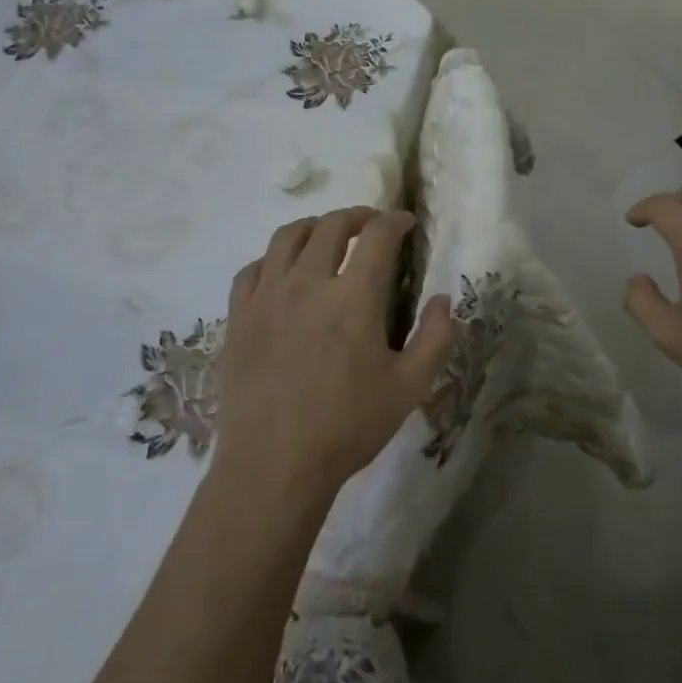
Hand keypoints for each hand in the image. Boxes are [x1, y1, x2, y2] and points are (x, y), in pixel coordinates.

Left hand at [214, 207, 455, 509]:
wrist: (273, 466)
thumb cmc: (347, 427)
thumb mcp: (410, 388)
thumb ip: (435, 338)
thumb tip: (443, 299)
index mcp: (353, 297)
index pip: (376, 236)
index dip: (394, 221)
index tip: (405, 223)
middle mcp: (307, 283)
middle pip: (330, 225)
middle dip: (357, 216)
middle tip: (371, 225)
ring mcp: (266, 297)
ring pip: (286, 236)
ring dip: (313, 227)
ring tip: (327, 237)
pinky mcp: (238, 316)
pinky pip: (252, 268)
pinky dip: (273, 259)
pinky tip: (283, 273)